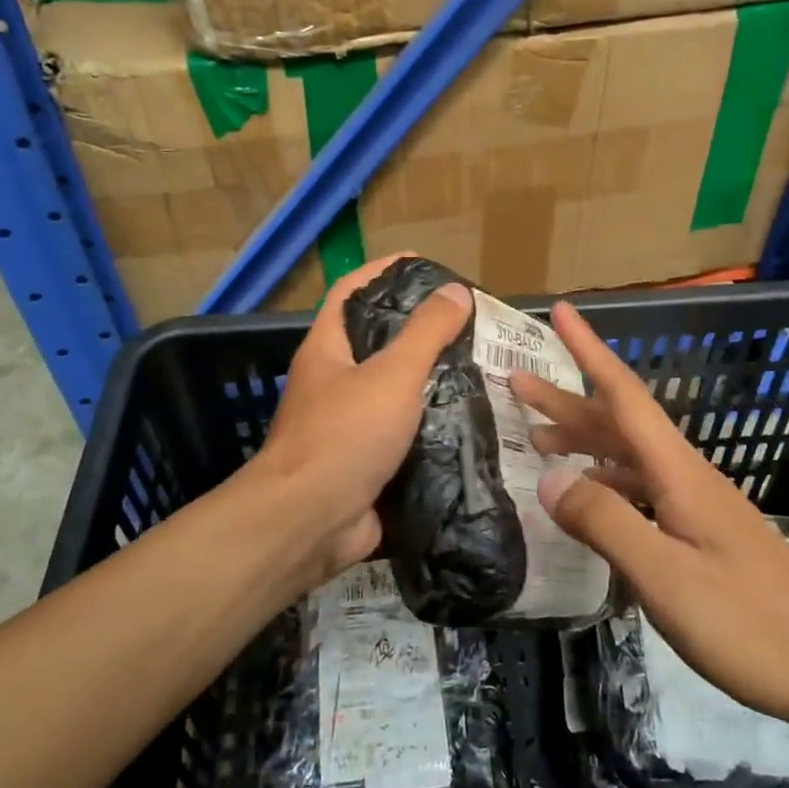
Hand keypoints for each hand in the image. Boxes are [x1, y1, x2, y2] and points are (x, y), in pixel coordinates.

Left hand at [249, 255, 471, 587]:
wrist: (309, 522)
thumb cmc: (344, 435)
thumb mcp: (391, 374)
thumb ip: (426, 333)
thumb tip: (456, 291)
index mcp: (328, 349)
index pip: (351, 291)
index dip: (383, 271)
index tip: (426, 265)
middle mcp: (333, 382)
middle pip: (377, 341)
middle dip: (419, 329)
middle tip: (468, 323)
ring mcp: (348, 425)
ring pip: (395, 390)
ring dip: (431, 380)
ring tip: (480, 368)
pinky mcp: (366, 462)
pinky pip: (404, 434)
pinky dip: (433, 426)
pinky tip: (471, 421)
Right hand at [511, 301, 788, 734]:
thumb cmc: (751, 621)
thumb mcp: (666, 577)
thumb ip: (606, 524)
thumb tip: (549, 479)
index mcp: (677, 472)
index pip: (624, 395)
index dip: (589, 351)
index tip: (562, 312)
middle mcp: (684, 476)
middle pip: (619, 422)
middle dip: (567, 399)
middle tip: (517, 383)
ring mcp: (695, 505)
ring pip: (627, 456)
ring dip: (582, 441)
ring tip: (536, 441)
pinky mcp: (700, 535)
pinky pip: (639, 490)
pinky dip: (603, 483)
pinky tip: (587, 502)